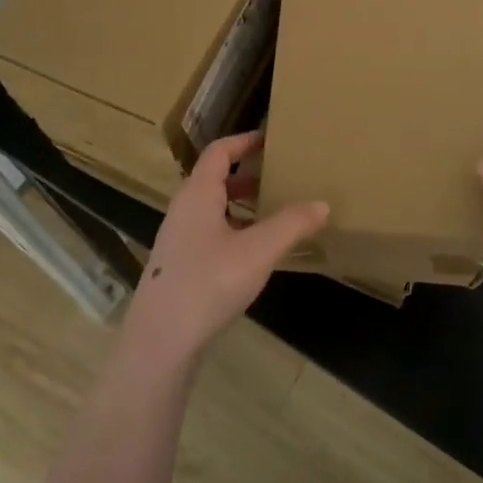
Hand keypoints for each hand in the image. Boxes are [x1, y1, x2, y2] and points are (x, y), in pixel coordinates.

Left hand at [119, 132, 328, 371]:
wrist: (160, 342)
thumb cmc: (208, 283)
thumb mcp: (258, 251)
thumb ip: (291, 224)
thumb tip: (322, 204)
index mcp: (198, 194)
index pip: (219, 152)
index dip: (244, 141)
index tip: (270, 140)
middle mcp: (183, 209)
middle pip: (214, 179)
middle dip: (247, 176)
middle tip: (278, 178)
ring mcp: (177, 239)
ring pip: (211, 208)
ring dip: (240, 205)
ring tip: (272, 215)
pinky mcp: (178, 266)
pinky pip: (208, 233)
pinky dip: (232, 230)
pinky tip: (253, 254)